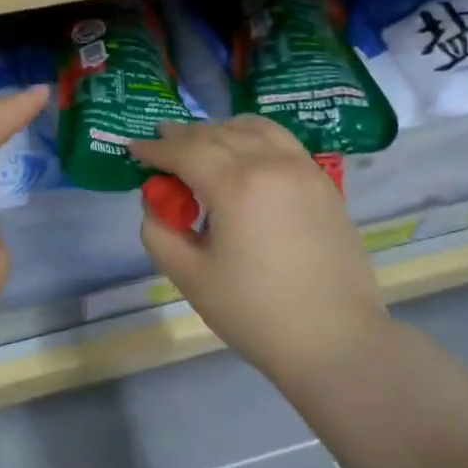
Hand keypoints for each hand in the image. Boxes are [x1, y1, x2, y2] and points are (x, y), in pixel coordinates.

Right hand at [130, 117, 393, 399]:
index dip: (155, 149)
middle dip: (184, 136)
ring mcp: (304, 170)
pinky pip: (283, 144)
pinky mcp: (324, 185)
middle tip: (161, 142)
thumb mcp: (190, 277)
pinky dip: (255, 139)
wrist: (333, 339)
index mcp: (237, 185)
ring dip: (222, 130)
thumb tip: (156, 204)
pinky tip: (245, 159)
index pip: (186, 151)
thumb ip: (160, 233)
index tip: (134, 149)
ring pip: (257, 129)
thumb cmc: (255, 313)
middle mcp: (273, 164)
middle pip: (220, 134)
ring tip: (202, 145)